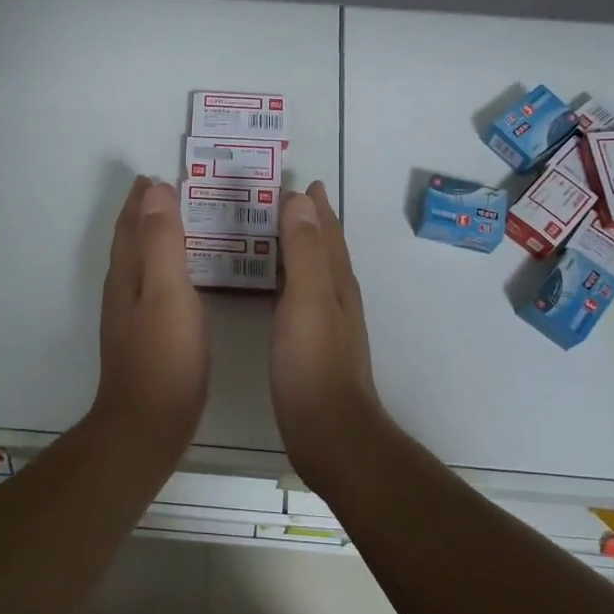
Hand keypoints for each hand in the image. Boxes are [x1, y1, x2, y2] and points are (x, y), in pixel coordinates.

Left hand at [92, 177, 209, 442]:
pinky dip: (160, 268)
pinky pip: (150, 286)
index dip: (141, 201)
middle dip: (142, 215)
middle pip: (129, 242)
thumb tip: (155, 191)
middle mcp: (122, 291)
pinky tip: (176, 280)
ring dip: (150, 240)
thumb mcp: (168, 292)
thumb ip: (162, 242)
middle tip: (162, 193)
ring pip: (138, 265)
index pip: (131, 226)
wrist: (146, 425)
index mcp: (128, 275)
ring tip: (172, 225)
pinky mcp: (143, 338)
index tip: (156, 176)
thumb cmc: (165, 358)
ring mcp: (130, 317)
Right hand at [272, 182, 379, 488]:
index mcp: (336, 282)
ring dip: (300, 249)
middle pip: (325, 250)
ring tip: (277, 234)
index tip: (302, 182)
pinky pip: (301, 297)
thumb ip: (303, 251)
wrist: (329, 431)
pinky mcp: (313, 347)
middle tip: (287, 200)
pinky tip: (276, 289)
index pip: (327, 233)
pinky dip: (290, 280)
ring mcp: (327, 324)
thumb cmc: (313, 364)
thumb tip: (300, 200)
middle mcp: (337, 298)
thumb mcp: (307, 299)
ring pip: (315, 273)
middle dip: (311, 222)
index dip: (316, 208)